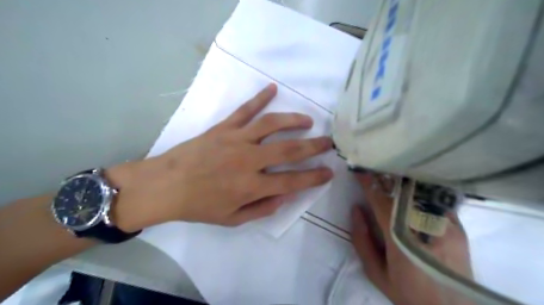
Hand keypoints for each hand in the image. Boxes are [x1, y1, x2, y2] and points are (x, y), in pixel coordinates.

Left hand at [109, 83, 333, 230]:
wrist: (165, 186)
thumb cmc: (199, 205)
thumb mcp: (232, 219)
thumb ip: (262, 209)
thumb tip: (286, 196)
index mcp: (251, 186)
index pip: (293, 181)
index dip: (314, 177)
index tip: (329, 171)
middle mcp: (249, 160)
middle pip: (289, 150)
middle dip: (314, 146)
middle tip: (329, 142)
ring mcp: (236, 139)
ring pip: (272, 124)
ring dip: (294, 120)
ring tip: (308, 120)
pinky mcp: (223, 127)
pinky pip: (245, 110)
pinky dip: (260, 98)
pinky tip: (272, 88)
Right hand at [354, 173, 471, 304]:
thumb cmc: (410, 293)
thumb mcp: (376, 273)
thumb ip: (362, 240)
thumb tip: (356, 209)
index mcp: (401, 239)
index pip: (382, 201)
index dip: (368, 184)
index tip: (358, 171)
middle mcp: (426, 227)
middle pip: (401, 192)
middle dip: (383, 178)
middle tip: (372, 168)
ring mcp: (445, 224)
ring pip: (418, 192)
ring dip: (399, 182)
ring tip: (387, 175)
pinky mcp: (458, 226)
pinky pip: (433, 201)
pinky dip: (417, 192)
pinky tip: (408, 190)